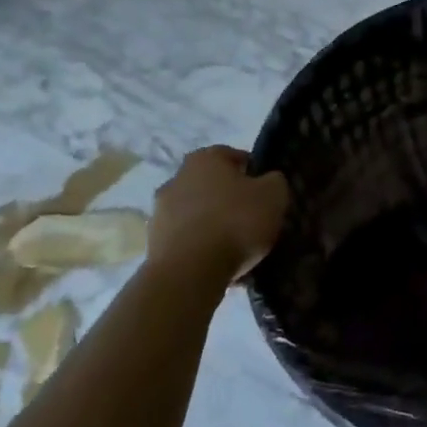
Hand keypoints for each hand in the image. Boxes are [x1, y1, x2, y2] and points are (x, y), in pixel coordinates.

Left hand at [147, 145, 288, 288]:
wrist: (190, 271)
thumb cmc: (235, 222)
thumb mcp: (273, 195)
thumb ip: (274, 181)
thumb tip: (269, 180)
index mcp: (205, 158)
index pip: (233, 156)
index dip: (252, 172)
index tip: (265, 193)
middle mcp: (177, 177)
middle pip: (211, 184)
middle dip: (228, 198)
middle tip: (249, 218)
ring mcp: (160, 210)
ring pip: (196, 211)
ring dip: (212, 222)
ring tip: (233, 246)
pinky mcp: (153, 242)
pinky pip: (185, 238)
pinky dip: (199, 245)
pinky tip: (216, 262)